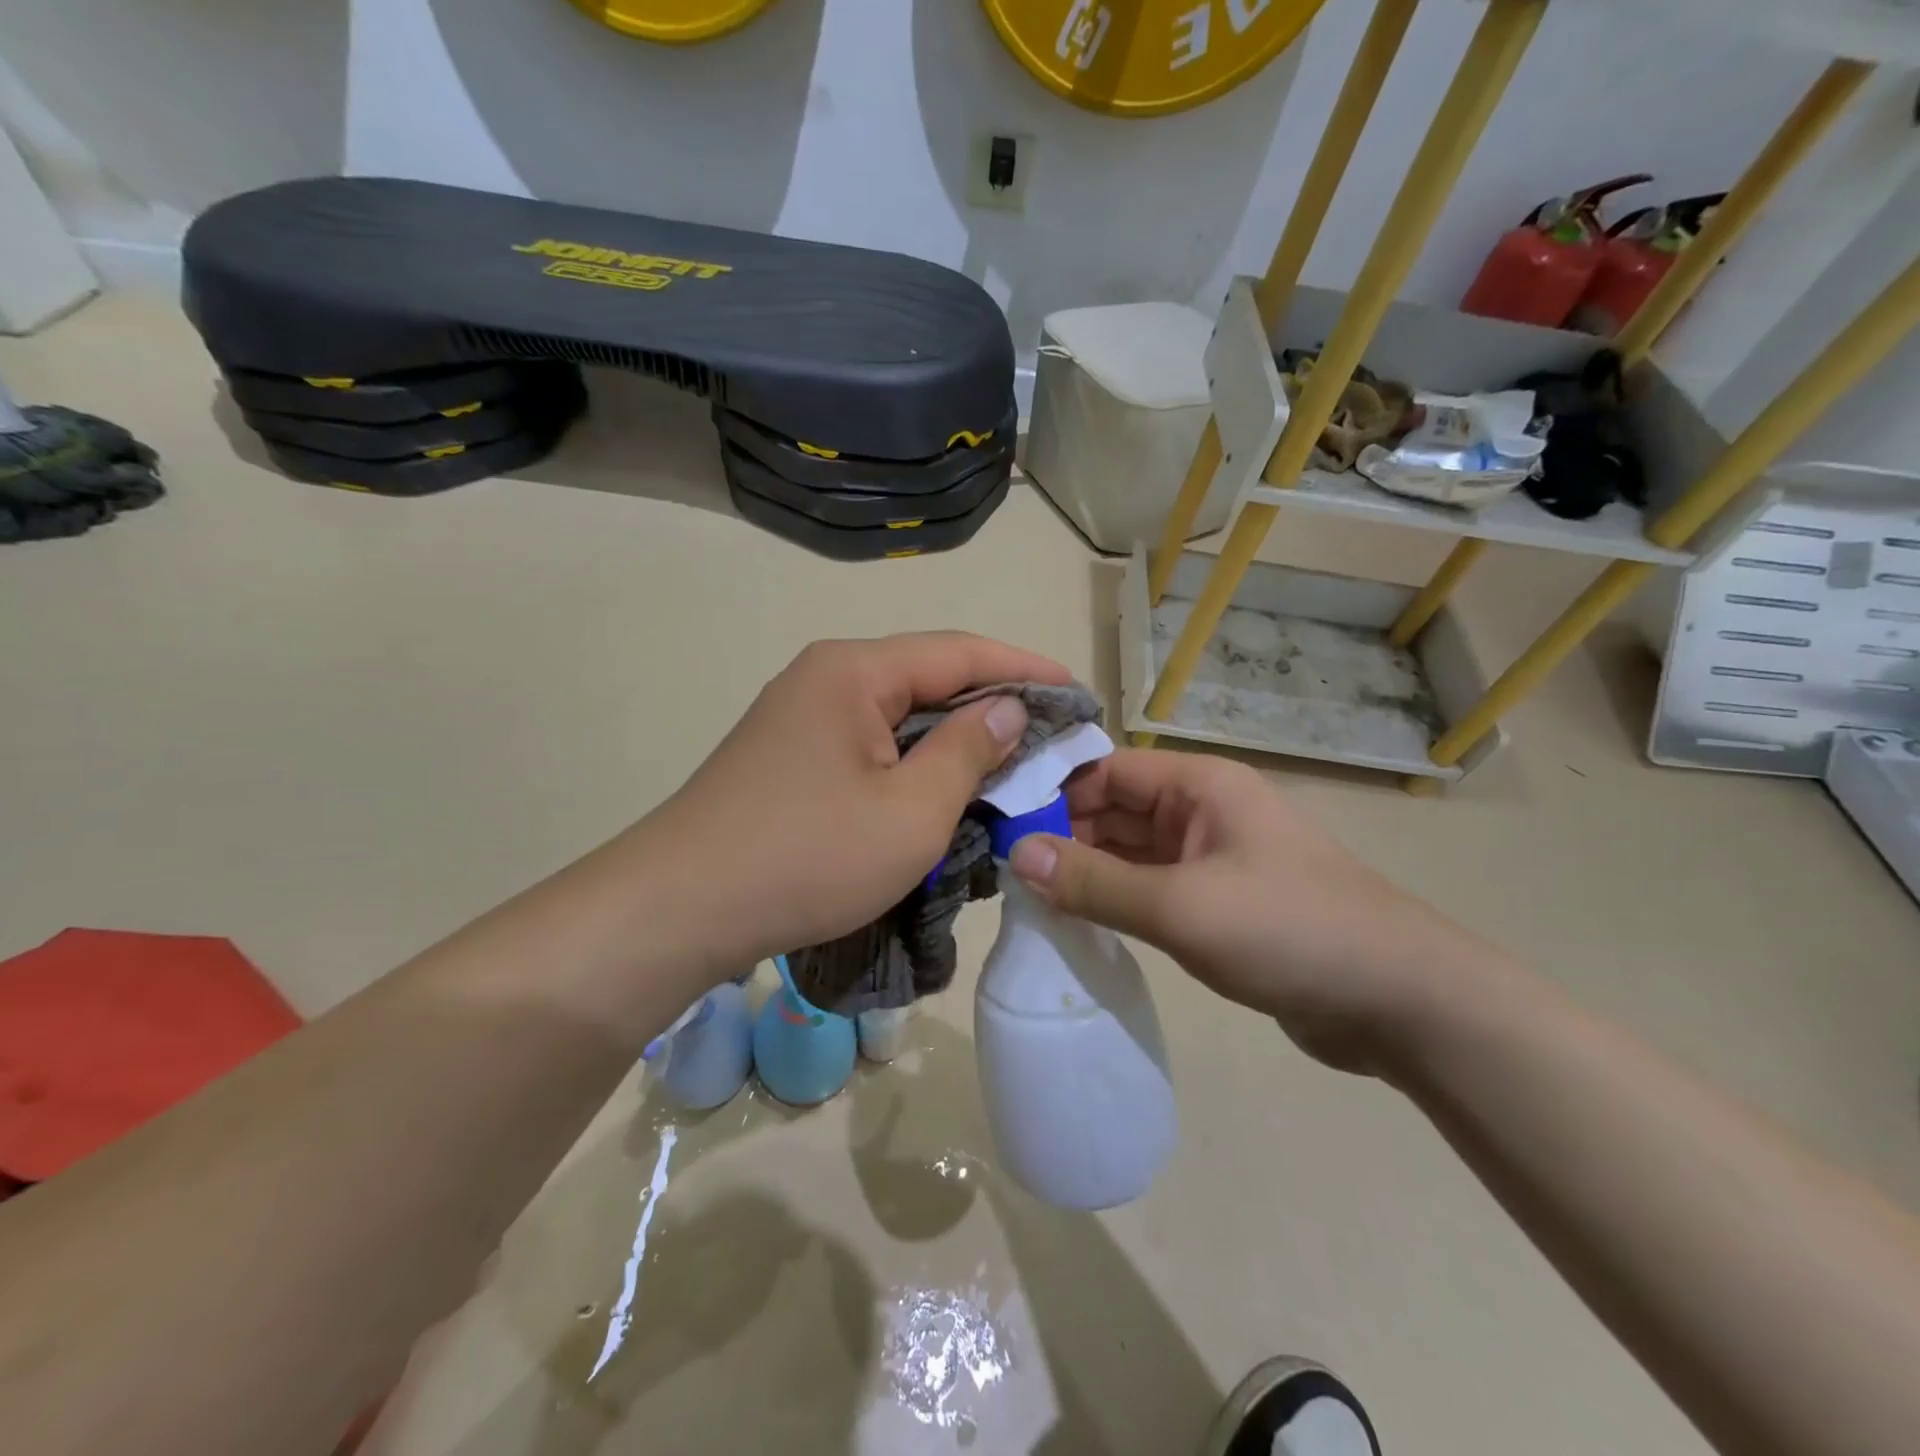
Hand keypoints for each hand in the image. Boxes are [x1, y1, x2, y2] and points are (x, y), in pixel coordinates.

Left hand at [638, 633, 1069, 976]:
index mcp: (855, 671)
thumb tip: (1008, 708)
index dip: (1026, 668)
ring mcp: (802, 716)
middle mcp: (826, 677)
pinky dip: (916, 762)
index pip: (960, 652)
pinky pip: (872, 744)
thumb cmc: (808, 857)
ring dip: (955, 739)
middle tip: (1052, 737)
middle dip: (994, 706)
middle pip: (929, 678)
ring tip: (1011, 766)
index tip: (1078, 693)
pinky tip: (944, 790)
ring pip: (901, 715)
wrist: (681, 909)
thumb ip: (969, 751)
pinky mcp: (791, 755)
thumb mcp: (912, 812)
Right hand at [1006, 750, 1506, 1073]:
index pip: (1106, 770)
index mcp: (1199, 786)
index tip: (998, 823)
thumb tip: (1016, 853)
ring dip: (1085, 871)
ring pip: (1129, 853)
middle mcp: (1202, 811)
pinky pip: (1150, 889)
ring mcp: (1211, 859)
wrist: (1401, 1002)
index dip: (1052, 791)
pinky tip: (1075, 921)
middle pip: (1114, 810)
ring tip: (1024, 898)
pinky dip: (1115, 900)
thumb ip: (1095, 881)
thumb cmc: (1289, 930)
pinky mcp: (1217, 903)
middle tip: (1001, 870)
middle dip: (1062, 835)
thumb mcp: (1181, 906)